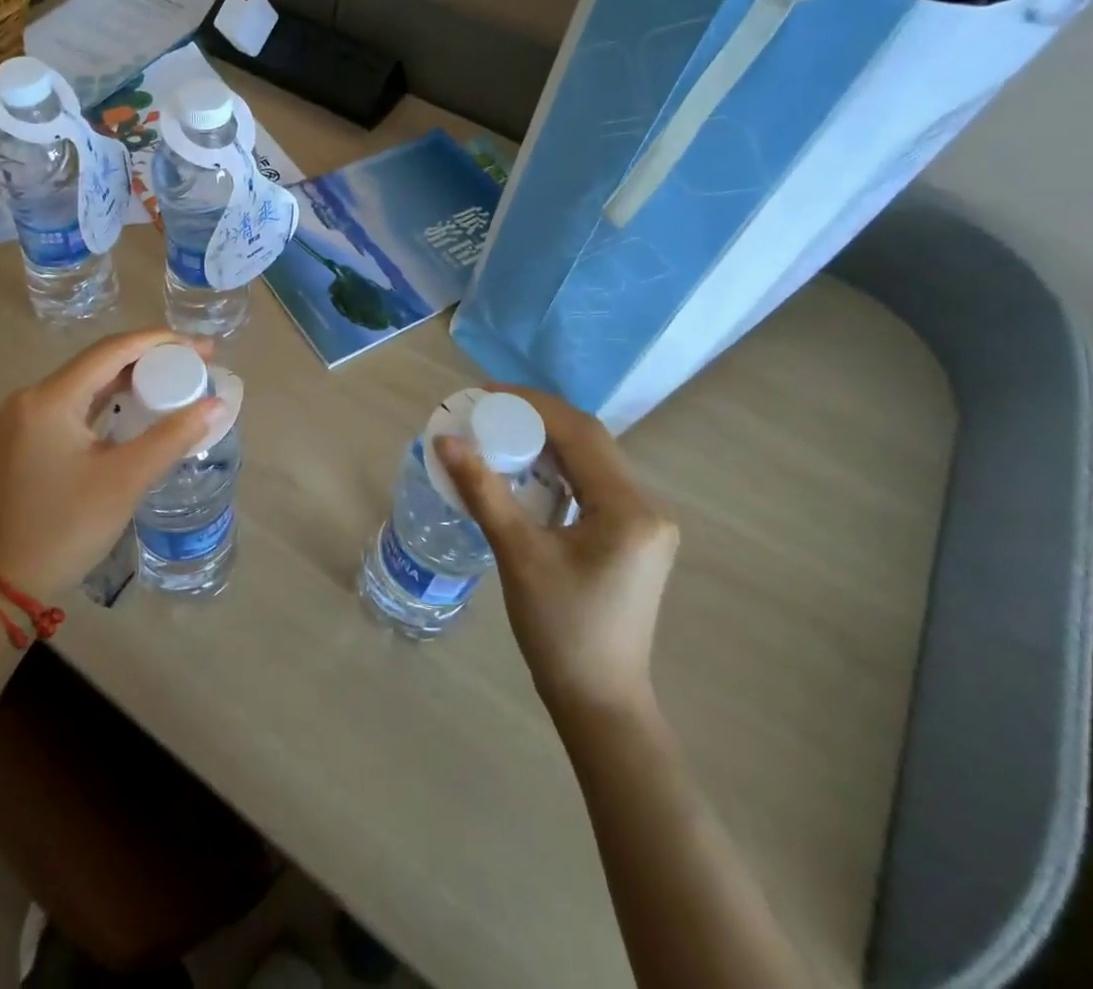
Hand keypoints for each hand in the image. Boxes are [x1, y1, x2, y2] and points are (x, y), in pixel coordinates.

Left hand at [0, 329, 221, 601]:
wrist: (13, 581)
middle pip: (102, 360)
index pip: (112, 351)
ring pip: (93, 380)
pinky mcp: (36, 434)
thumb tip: (216, 404)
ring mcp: (31, 415)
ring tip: (181, 377)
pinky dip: (117, 398)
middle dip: (153, 357)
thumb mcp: (126, 479)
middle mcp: (35, 396)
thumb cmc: (67, 527)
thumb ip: (173, 436)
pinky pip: (83, 401)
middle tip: (199, 362)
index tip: (203, 348)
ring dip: (136, 376)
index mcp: (50, 399)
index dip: (161, 342)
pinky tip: (147, 402)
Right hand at [436, 387, 678, 714]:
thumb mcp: (518, 553)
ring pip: (593, 461)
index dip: (533, 405)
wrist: (599, 699)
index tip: (487, 393)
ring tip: (500, 433)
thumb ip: (483, 490)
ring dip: (548, 442)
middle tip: (488, 411)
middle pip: (590, 441)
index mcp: (629, 508)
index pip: (581, 433)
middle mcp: (646, 507)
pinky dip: (558, 469)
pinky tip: (526, 471)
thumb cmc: (560, 628)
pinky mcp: (632, 538)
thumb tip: (446, 440)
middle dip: (538, 418)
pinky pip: (593, 485)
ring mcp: (644, 524)